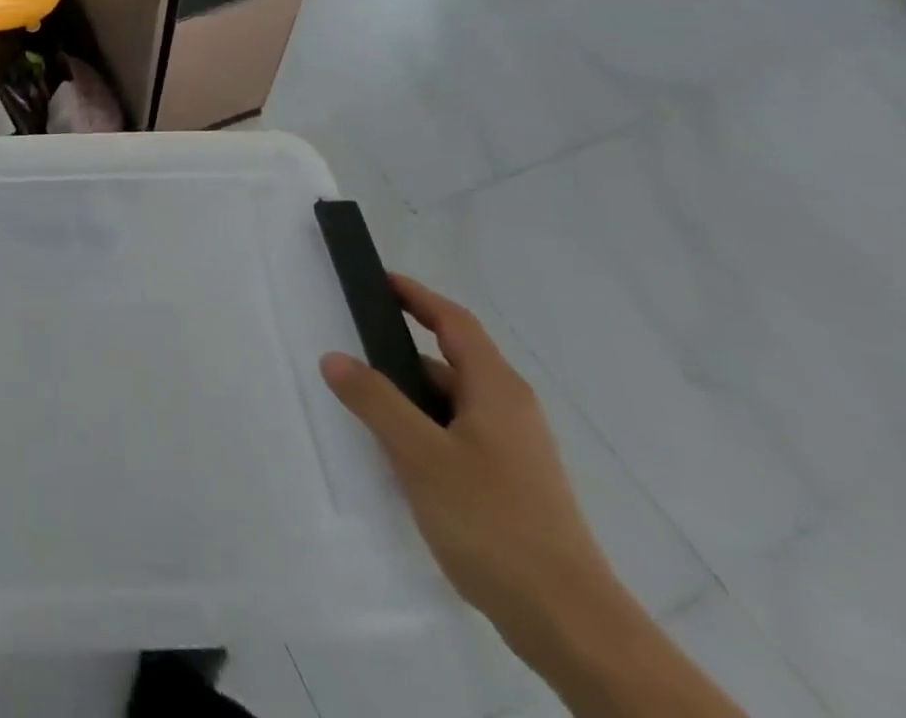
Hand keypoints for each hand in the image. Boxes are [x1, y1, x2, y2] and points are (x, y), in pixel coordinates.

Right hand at [320, 275, 619, 643]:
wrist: (570, 624)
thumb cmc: (493, 521)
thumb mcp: (420, 454)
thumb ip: (375, 400)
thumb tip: (334, 357)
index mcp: (496, 389)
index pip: (454, 321)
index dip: (417, 295)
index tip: (378, 281)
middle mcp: (510, 410)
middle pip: (451, 361)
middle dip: (401, 352)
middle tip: (351, 348)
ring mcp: (514, 450)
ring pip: (451, 403)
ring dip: (409, 397)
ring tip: (362, 405)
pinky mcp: (511, 485)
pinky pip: (457, 435)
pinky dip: (424, 429)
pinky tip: (397, 457)